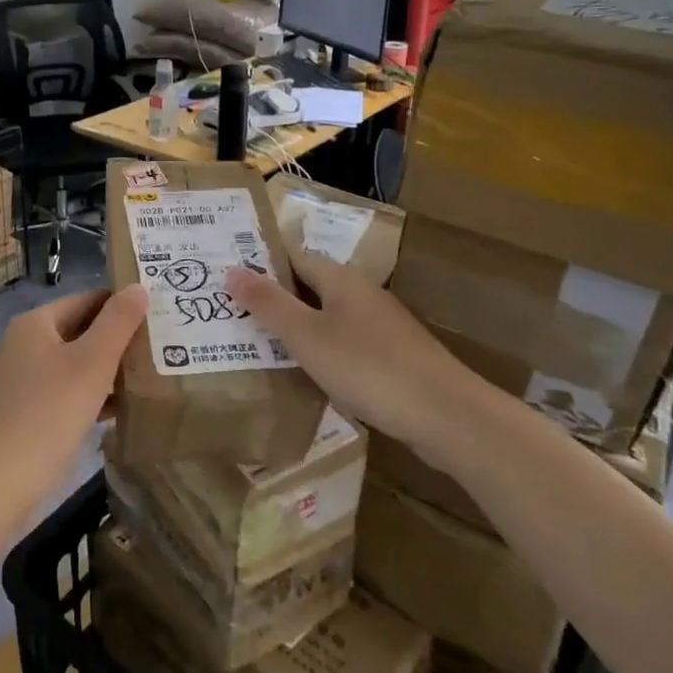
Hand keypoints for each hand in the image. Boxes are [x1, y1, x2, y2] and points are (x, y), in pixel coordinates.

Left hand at [0, 285, 148, 516]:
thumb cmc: (49, 412)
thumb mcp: (92, 363)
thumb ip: (117, 323)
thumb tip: (137, 287)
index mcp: (36, 323)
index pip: (87, 300)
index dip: (122, 305)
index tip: (158, 316)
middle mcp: (23, 344)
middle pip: (80, 331)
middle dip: (117, 341)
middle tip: (161, 349)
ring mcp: (20, 379)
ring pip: (73, 364)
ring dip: (106, 371)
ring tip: (149, 380)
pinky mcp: (22, 412)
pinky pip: (64, 392)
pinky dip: (89, 396)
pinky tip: (117, 412)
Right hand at [225, 253, 497, 466]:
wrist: (448, 417)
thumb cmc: (369, 368)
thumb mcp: (307, 336)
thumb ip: (268, 303)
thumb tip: (231, 269)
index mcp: (340, 279)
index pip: (291, 256)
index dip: (258, 262)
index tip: (223, 276)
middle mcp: (360, 294)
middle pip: (307, 286)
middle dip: (271, 298)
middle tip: (228, 312)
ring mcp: (378, 326)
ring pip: (324, 317)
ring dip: (293, 327)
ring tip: (253, 344)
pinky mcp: (390, 357)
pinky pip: (341, 344)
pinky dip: (317, 351)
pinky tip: (301, 374)